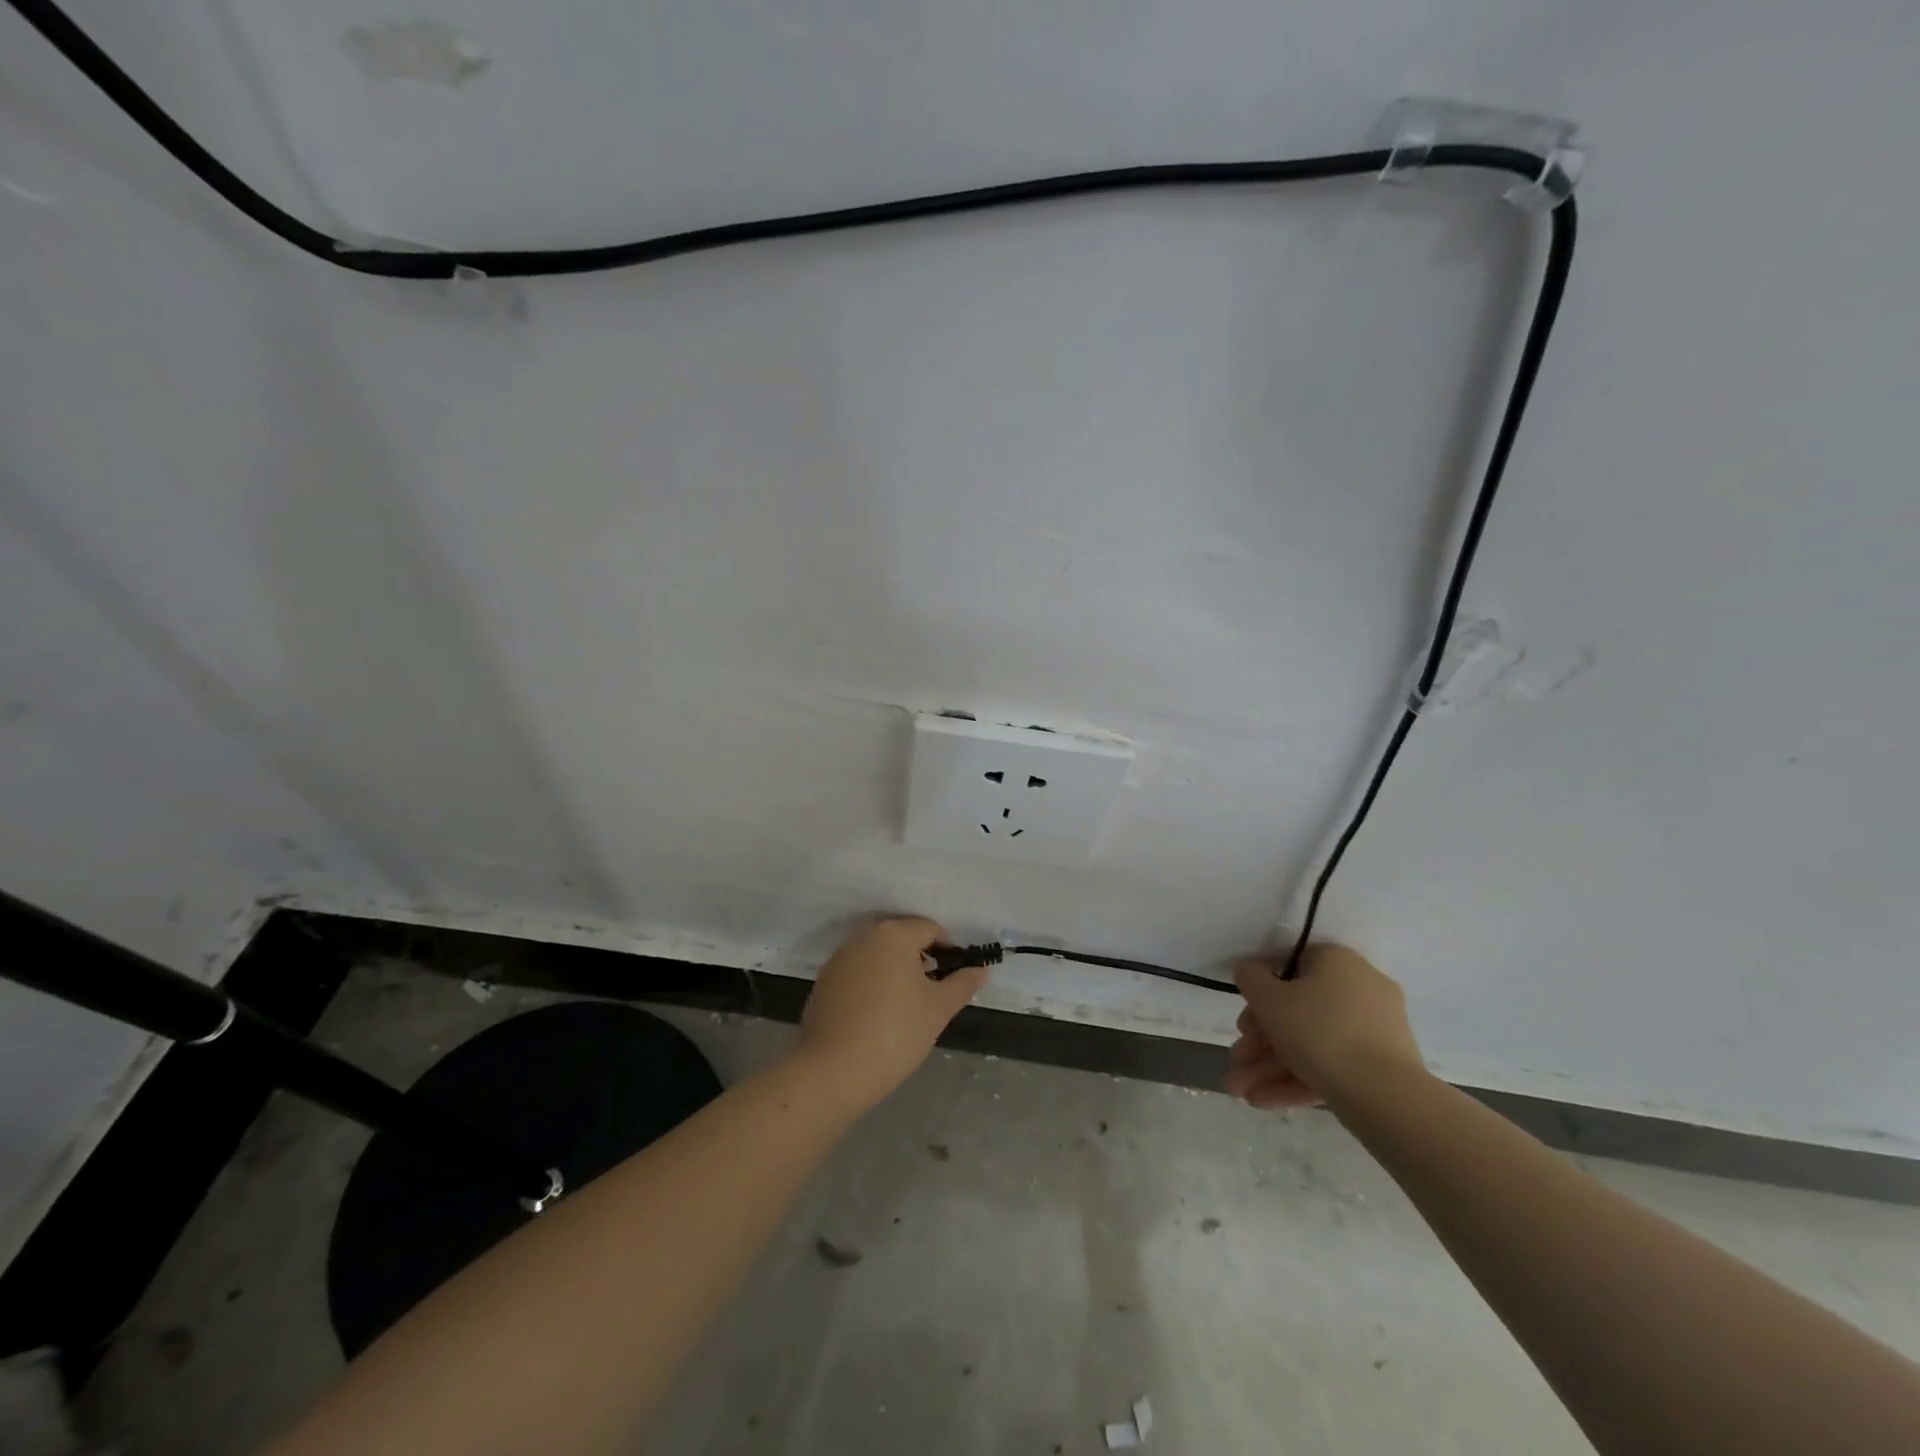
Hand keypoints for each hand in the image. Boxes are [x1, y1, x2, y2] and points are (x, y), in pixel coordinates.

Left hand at [797, 917, 987, 1111]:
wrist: (832, 1070)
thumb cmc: (895, 1032)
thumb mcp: (938, 1009)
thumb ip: (962, 984)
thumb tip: (981, 970)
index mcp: (894, 934)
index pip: (930, 929)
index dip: (949, 949)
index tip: (956, 977)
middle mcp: (864, 936)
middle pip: (902, 937)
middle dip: (921, 958)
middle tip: (934, 991)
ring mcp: (839, 958)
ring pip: (877, 954)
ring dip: (895, 969)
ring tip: (907, 1004)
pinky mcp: (824, 981)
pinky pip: (858, 971)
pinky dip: (872, 982)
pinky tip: (878, 1014)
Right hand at [1224, 943, 1423, 1108]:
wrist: (1385, 1095)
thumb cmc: (1318, 1031)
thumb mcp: (1267, 998)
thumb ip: (1250, 977)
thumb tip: (1250, 971)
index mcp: (1338, 961)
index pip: (1289, 967)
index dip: (1260, 995)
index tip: (1243, 1023)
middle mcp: (1361, 988)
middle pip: (1298, 1011)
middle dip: (1261, 1041)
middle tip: (1238, 1060)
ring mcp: (1376, 1030)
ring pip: (1313, 1043)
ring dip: (1272, 1066)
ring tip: (1241, 1092)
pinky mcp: (1383, 1067)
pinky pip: (1334, 1065)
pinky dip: (1299, 1079)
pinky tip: (1263, 1100)